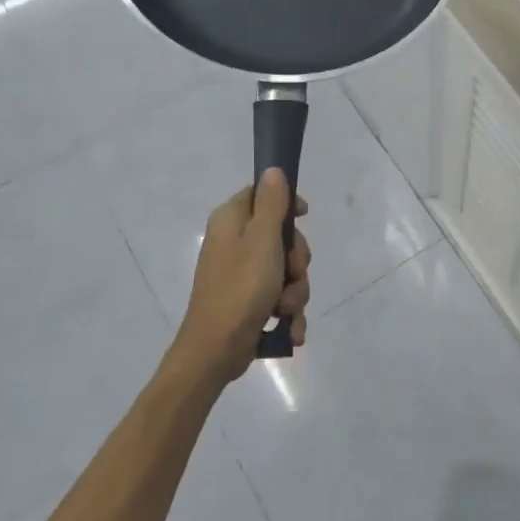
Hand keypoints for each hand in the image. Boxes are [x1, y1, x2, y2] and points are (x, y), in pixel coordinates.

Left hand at [176, 170, 311, 384]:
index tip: (304, 217)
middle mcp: (233, 243)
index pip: (262, 194)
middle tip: (292, 274)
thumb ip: (271, 204)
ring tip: (285, 310)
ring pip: (285, 270)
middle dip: (296, 261)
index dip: (287, 204)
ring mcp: (241, 274)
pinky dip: (287, 312)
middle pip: (281, 236)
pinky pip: (278, 297)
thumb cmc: (240, 289)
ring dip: (294, 291)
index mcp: (231, 221)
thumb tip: (272, 169)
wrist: (215, 351)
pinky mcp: (248, 301)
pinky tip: (289, 328)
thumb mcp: (262, 241)